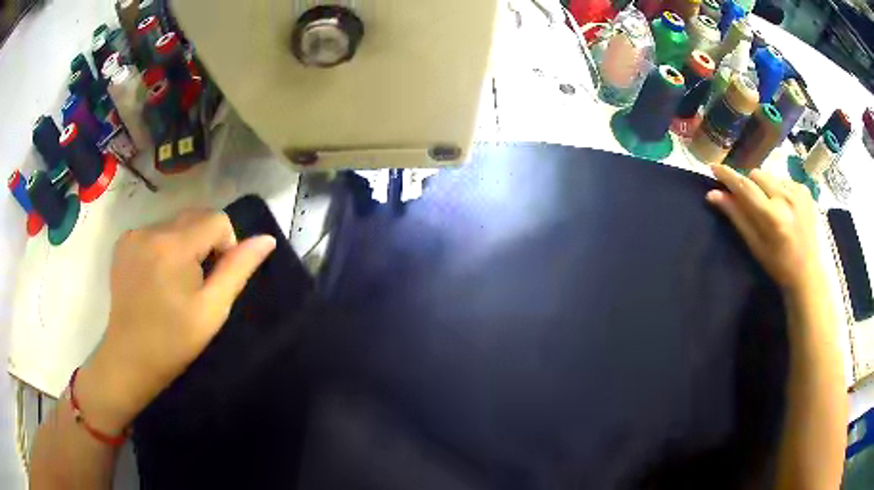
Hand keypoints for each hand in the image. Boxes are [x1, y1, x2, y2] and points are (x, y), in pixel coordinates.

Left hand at [75, 209, 276, 433]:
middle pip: (195, 216)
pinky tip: (155, 275)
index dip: (226, 245)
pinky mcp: (123, 242)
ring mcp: (133, 234)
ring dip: (183, 244)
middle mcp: (151, 230)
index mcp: (175, 246)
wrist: (130, 359)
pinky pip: (155, 231)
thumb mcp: (212, 310)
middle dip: (204, 242)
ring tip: (173, 282)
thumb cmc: (174, 341)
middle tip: (196, 283)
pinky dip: (163, 246)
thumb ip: (238, 269)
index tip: (214, 278)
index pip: (217, 219)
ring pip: (175, 224)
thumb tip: (266, 239)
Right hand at [706, 165, 825, 296]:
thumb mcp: (755, 245)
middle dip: (749, 184)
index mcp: (772, 217)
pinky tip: (784, 208)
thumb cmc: (778, 265)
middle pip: (756, 175)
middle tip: (750, 202)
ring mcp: (798, 192)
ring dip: (764, 187)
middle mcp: (786, 199)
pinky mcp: (805, 190)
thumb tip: (713, 194)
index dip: (728, 176)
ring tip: (770, 207)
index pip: (745, 187)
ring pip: (769, 176)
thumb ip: (736, 216)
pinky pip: (782, 180)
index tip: (713, 167)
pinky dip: (778, 190)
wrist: (808, 273)